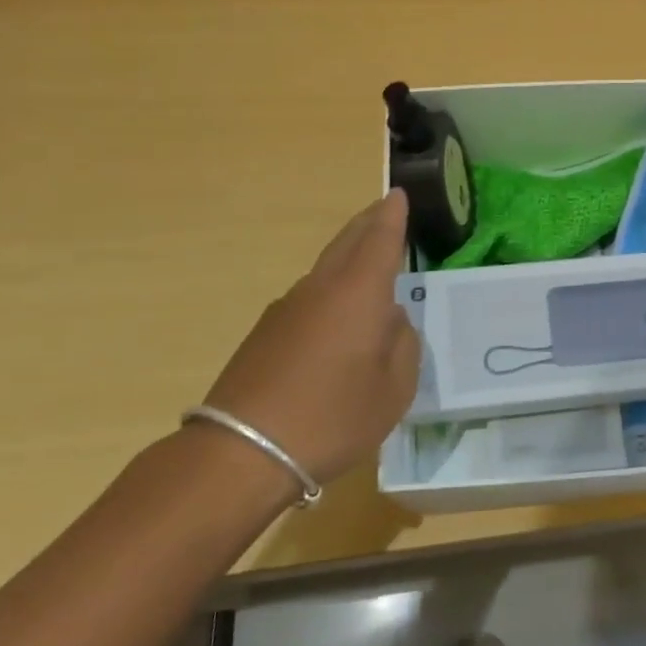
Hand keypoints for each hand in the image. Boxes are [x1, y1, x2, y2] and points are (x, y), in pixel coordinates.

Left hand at [203, 190, 420, 483]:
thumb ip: (403, 346)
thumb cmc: (333, 416)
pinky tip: (338, 320)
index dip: (392, 217)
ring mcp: (286, 311)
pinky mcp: (265, 336)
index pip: (379, 241)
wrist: (242, 452)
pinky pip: (309, 301)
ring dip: (347, 259)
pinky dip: (330, 294)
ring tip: (368, 265)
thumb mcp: (394, 388)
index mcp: (358, 294)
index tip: (397, 193)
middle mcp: (320, 290)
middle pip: (345, 244)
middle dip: (366, 224)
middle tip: (383, 209)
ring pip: (324, 272)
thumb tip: (392, 321)